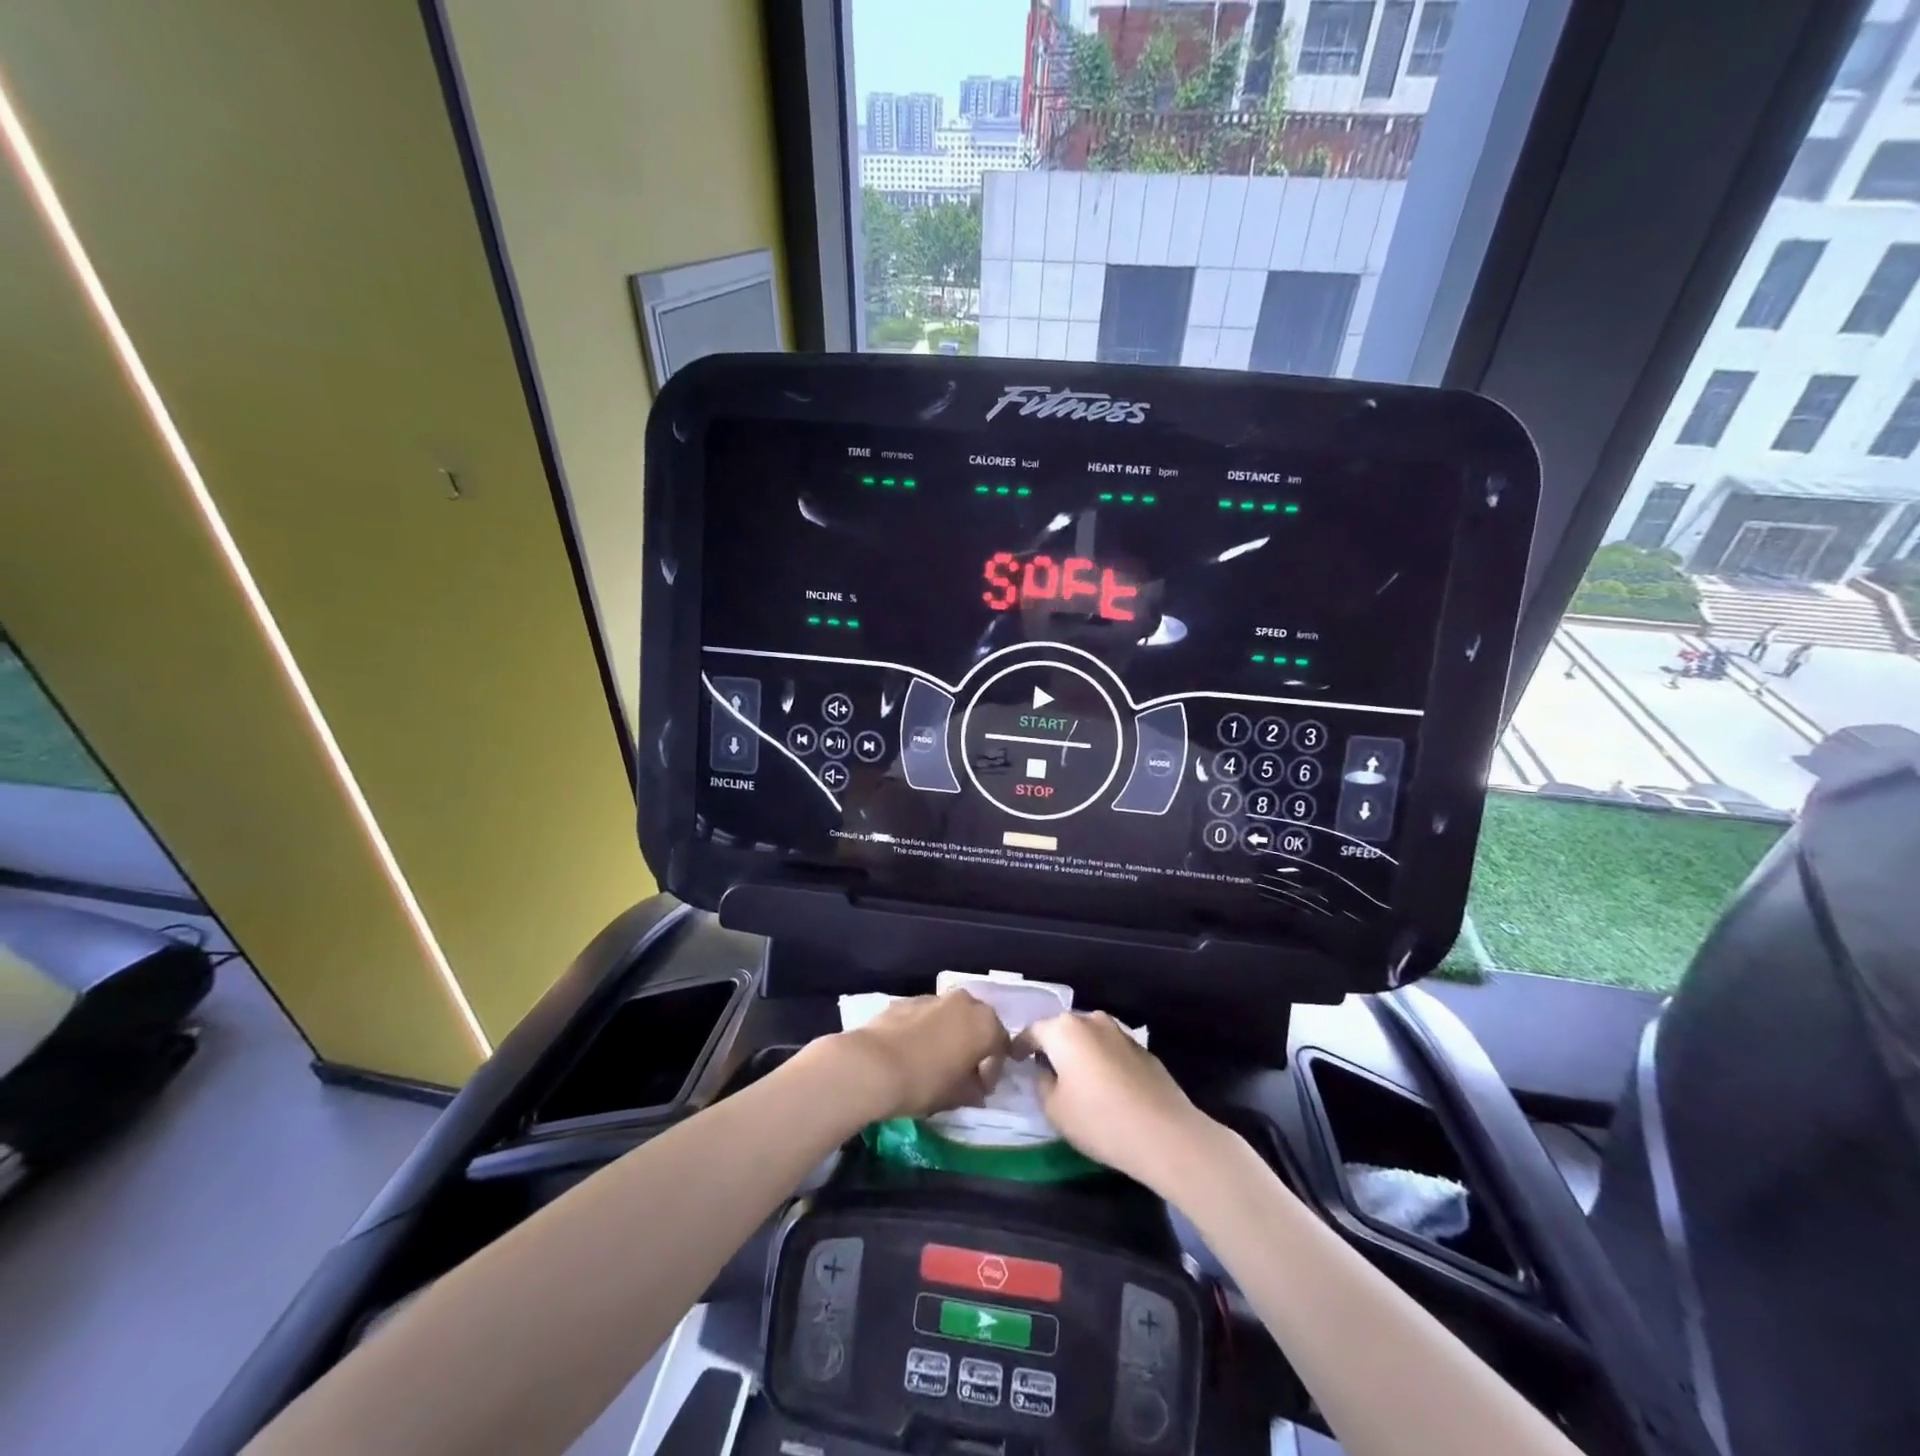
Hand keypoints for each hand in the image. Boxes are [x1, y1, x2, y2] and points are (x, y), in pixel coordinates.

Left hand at [834, 991, 1010, 1120]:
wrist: (872, 1064)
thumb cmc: (924, 1082)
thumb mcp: (958, 1096)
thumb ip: (974, 1089)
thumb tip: (976, 1087)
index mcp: (984, 1023)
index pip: (1001, 1046)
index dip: (992, 1070)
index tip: (980, 1090)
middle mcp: (964, 1001)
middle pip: (977, 1023)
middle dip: (973, 1045)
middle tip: (963, 1072)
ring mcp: (933, 997)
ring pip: (951, 1016)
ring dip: (949, 1035)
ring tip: (936, 1061)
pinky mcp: (906, 1000)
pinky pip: (926, 1016)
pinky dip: (926, 1030)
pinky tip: (913, 1052)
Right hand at [1019, 1012, 1212, 1191]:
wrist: (1165, 1133)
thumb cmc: (1100, 1120)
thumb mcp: (1055, 1109)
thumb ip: (1042, 1084)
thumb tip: (1045, 1072)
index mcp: (1064, 1030)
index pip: (1032, 1031)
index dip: (1020, 1046)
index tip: (1014, 1060)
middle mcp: (1091, 1020)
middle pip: (1062, 1029)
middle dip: (1051, 1046)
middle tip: (1043, 1068)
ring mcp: (1120, 1031)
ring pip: (1088, 1037)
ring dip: (1078, 1052)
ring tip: (1074, 1077)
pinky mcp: (1142, 1048)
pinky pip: (1110, 1048)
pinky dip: (1101, 1060)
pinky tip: (1104, 1084)